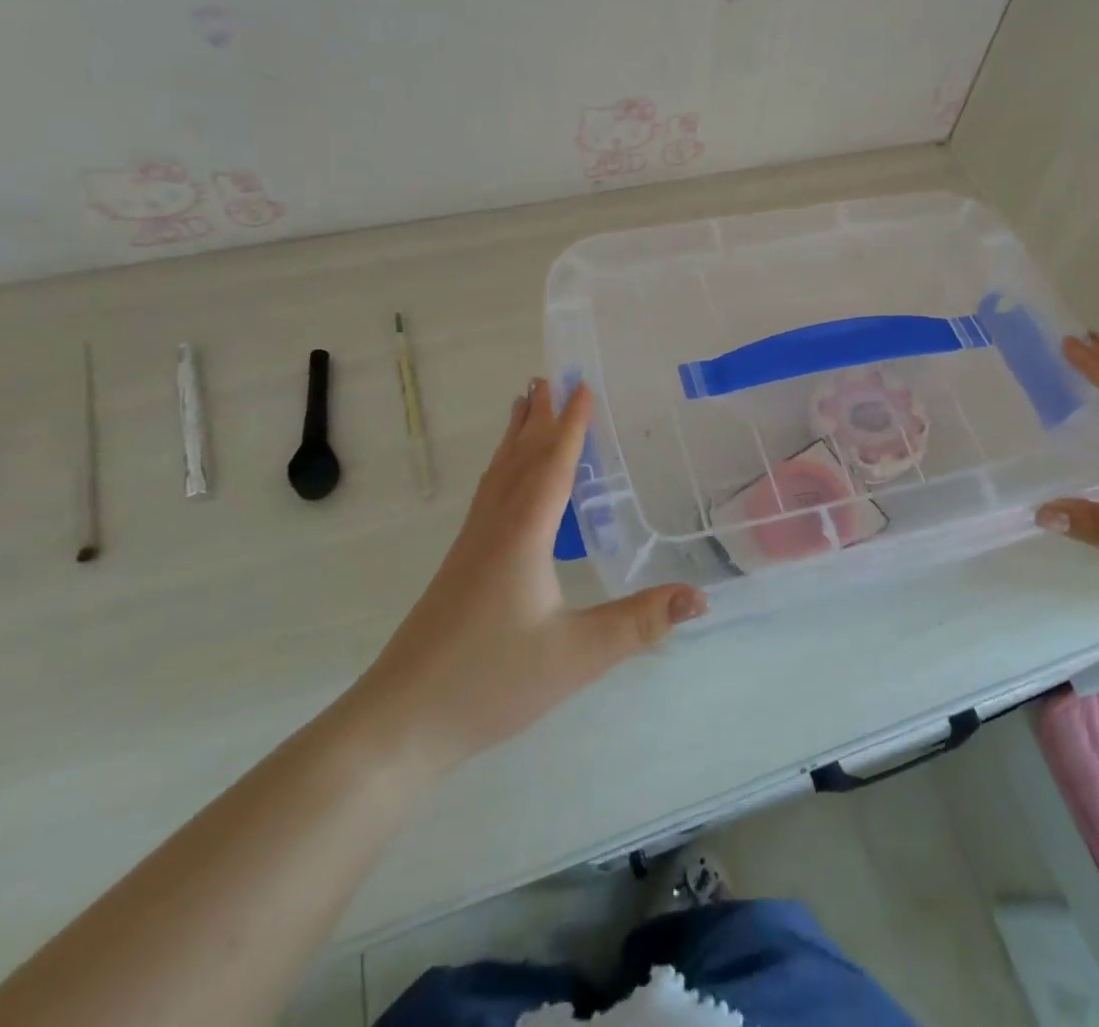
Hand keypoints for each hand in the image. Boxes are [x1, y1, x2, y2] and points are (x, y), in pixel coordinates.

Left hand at [355, 380, 706, 769]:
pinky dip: (504, 468)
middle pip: (520, 458)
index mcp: (523, 535)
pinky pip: (488, 495)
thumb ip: (639, 623)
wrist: (399, 722)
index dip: (571, 425)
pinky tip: (505, 481)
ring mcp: (470, 546)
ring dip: (516, 436)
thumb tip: (699, 596)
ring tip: (523, 405)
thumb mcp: (577, 654)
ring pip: (498, 475)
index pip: (553, 466)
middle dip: (538, 416)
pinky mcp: (459, 566)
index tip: (581, 385)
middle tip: (550, 376)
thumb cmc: (490, 681)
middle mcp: (494, 528)